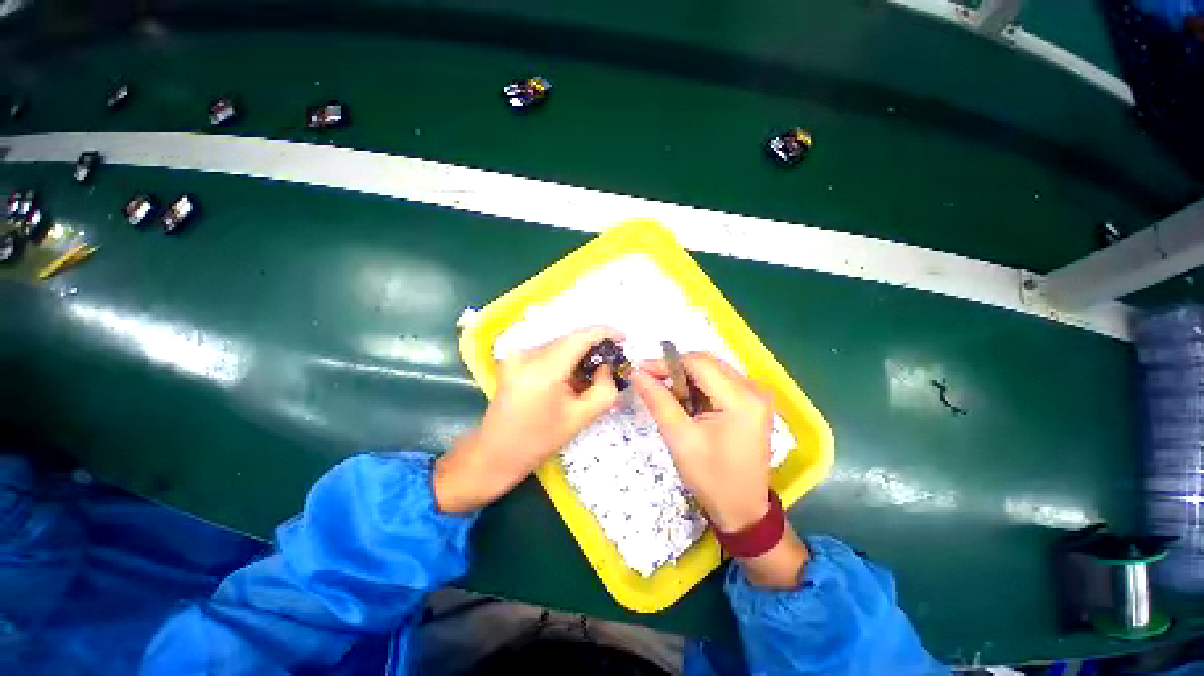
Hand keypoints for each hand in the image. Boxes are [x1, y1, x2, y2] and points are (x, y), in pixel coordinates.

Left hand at [434, 326, 622, 513]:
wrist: (495, 453)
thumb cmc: (538, 440)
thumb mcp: (580, 418)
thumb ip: (604, 390)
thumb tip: (606, 368)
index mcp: (544, 368)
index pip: (580, 337)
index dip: (605, 333)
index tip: (623, 339)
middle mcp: (528, 353)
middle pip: (570, 339)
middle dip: (593, 347)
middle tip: (611, 363)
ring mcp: (517, 354)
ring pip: (560, 344)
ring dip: (579, 354)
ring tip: (592, 374)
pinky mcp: (514, 358)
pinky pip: (548, 351)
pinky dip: (564, 359)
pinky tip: (570, 378)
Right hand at [633, 353, 808, 587]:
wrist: (743, 510)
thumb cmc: (711, 479)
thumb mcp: (680, 439)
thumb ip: (658, 400)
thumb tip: (637, 373)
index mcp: (741, 399)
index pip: (698, 363)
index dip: (666, 363)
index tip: (641, 370)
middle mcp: (754, 390)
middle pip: (706, 364)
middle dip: (675, 371)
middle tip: (651, 384)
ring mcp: (757, 395)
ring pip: (712, 370)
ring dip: (686, 379)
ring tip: (668, 398)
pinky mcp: (753, 402)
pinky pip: (720, 382)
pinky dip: (699, 387)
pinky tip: (687, 404)